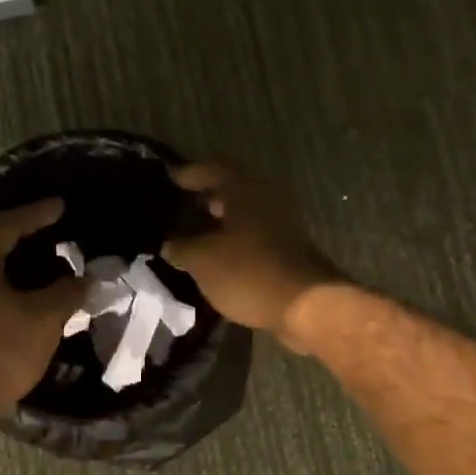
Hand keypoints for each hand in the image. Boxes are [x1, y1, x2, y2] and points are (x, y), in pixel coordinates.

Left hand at [0, 199, 87, 411]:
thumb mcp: (43, 317)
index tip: (60, 206)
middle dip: (26, 238)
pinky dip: (12, 289)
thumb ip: (67, 293)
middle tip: (54, 231)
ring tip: (47, 265)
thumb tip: (88, 279)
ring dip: (19, 266)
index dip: (38, 214)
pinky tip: (30, 298)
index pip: (10, 225)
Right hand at [160, 164, 343, 348]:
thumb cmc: (249, 273)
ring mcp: (282, 224)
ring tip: (193, 239)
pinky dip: (234, 242)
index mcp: (245, 189)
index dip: (188, 174)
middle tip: (178, 212)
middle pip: (230, 191)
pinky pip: (254, 237)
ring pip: (243, 216)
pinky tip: (217, 259)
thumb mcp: (203, 261)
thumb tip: (169, 244)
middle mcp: (266, 198)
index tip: (169, 180)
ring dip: (219, 224)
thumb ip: (181, 247)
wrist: (307, 306)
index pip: (212, 168)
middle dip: (204, 200)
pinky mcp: (289, 250)